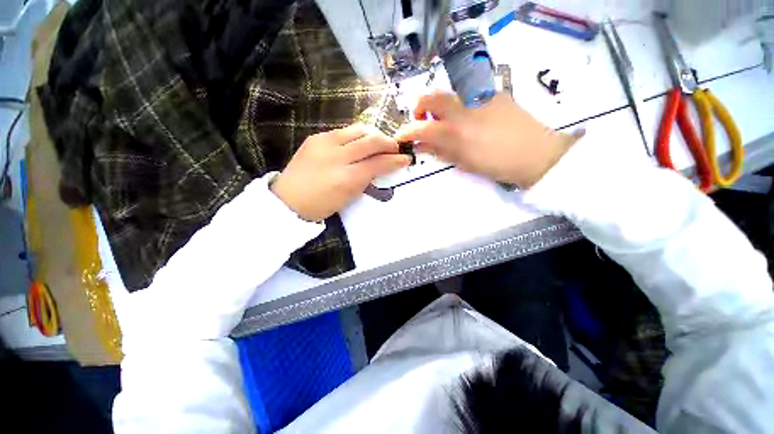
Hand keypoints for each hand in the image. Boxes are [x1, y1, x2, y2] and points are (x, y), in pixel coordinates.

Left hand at [271, 125, 410, 220]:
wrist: (289, 199)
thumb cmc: (322, 204)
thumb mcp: (350, 196)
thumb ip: (368, 178)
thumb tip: (383, 165)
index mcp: (347, 178)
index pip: (378, 163)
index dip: (395, 159)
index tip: (405, 158)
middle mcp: (337, 156)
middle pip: (371, 140)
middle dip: (388, 142)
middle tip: (394, 148)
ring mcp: (325, 143)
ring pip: (358, 129)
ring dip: (374, 135)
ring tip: (379, 143)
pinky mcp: (316, 136)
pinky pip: (344, 131)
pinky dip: (357, 136)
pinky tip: (359, 144)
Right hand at [396, 92, 577, 187]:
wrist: (535, 154)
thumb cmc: (496, 165)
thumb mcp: (463, 162)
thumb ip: (439, 151)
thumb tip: (422, 144)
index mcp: (455, 131)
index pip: (420, 127)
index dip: (406, 131)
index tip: (402, 136)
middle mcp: (463, 108)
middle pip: (430, 97)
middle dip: (419, 108)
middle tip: (423, 122)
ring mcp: (479, 97)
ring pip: (449, 93)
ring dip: (439, 106)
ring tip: (446, 122)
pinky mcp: (493, 93)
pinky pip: (467, 95)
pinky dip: (459, 106)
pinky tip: (470, 119)